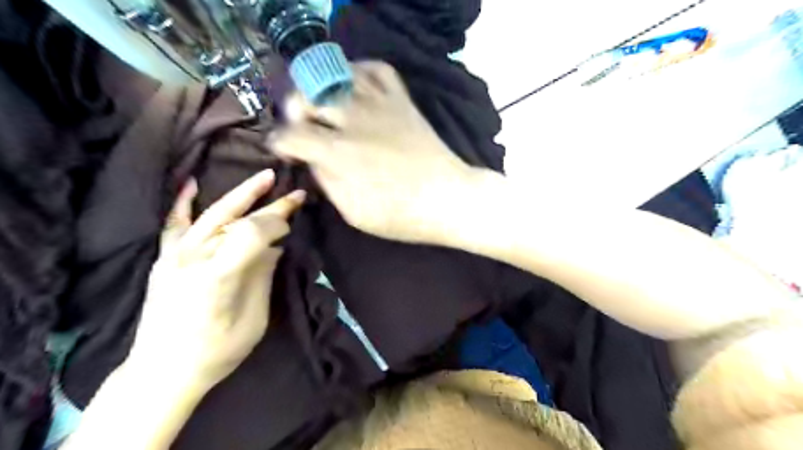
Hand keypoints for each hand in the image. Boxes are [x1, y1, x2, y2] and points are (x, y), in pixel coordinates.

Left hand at [127, 171, 305, 390]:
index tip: (293, 226)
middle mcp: (195, 258)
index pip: (253, 232)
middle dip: (270, 204)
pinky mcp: (165, 259)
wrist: (162, 372)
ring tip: (264, 178)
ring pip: (212, 214)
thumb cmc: (217, 351)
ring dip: (241, 194)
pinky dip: (184, 202)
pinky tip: (193, 183)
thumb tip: (275, 248)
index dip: (278, 223)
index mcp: (219, 275)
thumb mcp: (255, 318)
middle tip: (295, 192)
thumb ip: (263, 276)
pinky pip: (174, 224)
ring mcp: (175, 256)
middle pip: (237, 219)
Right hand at [272, 62, 479, 243]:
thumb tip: (313, 159)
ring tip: (326, 106)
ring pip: (335, 75)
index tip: (284, 150)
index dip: (279, 143)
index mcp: (337, 153)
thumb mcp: (352, 211)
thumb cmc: (399, 214)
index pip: (290, 135)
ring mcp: (378, 104)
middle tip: (304, 128)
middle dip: (295, 112)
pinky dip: (359, 72)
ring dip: (322, 88)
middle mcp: (352, 120)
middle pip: (305, 96)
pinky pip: (376, 69)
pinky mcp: (401, 99)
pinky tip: (356, 89)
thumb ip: (326, 181)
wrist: (446, 198)